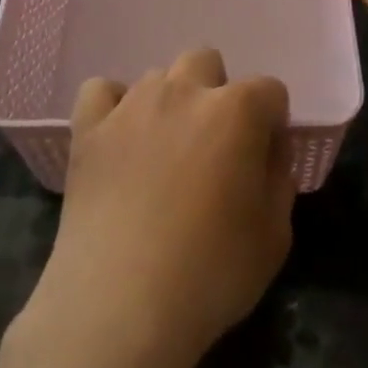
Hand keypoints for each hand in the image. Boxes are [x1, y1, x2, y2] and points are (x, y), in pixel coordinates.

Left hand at [28, 49, 294, 367]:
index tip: (264, 161)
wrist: (120, 304)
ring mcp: (131, 105)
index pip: (269, 91)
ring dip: (169, 104)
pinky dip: (112, 107)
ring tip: (162, 154)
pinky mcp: (88, 128)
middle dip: (217, 94)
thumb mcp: (274, 236)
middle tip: (213, 148)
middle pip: (207, 62)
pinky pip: (101, 90)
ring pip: (157, 77)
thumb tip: (267, 152)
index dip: (272, 124)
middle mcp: (184, 91)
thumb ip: (278, 180)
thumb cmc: (211, 273)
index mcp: (237, 111)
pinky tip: (118, 139)